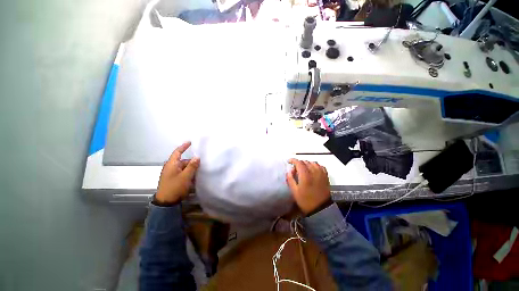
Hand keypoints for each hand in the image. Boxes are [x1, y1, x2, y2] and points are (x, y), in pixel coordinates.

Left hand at [156, 142, 199, 203]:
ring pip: (184, 167)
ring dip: (191, 168)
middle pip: (183, 161)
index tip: (190, 142)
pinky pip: (183, 173)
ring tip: (199, 171)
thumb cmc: (175, 187)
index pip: (177, 152)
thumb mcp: (185, 176)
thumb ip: (192, 166)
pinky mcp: (174, 179)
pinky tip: (194, 177)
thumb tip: (197, 157)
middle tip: (201, 163)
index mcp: (172, 164)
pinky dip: (188, 173)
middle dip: (192, 162)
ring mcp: (172, 174)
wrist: (166, 202)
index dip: (184, 147)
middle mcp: (171, 167)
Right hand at [286, 159, 330, 214]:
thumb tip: (289, 171)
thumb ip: (290, 179)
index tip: (289, 161)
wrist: (320, 209)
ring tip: (303, 169)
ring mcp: (321, 173)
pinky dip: (315, 165)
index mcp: (305, 175)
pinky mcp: (325, 176)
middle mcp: (314, 172)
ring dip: (307, 163)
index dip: (293, 160)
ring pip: (313, 162)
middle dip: (299, 163)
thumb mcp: (294, 191)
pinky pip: (320, 166)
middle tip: (295, 168)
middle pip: (305, 161)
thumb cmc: (305, 201)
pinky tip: (312, 169)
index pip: (299, 163)